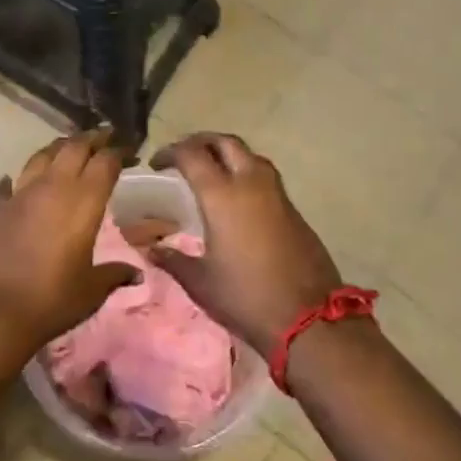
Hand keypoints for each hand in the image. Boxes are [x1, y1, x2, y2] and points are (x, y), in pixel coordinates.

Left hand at [0, 130, 137, 349]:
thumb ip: (114, 275)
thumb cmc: (52, 299)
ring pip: (41, 155)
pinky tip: (16, 182)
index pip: (106, 162)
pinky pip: (8, 183)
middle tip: (104, 136)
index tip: (130, 151)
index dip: (120, 151)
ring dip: (58, 148)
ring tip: (67, 148)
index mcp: (83, 201)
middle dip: (92, 138)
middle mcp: (53, 187)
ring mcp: (20, 193)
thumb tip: (136, 274)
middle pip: (74, 147)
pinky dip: (17, 179)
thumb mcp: (91, 290)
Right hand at [151, 132, 342, 354]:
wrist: (310, 318)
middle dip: (201, 142)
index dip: (170, 152)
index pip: (191, 154)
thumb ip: (174, 260)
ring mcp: (276, 194)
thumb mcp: (201, 282)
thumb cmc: (246, 297)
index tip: (156, 164)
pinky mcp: (293, 210)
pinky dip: (245, 173)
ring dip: (226, 153)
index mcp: (222, 195)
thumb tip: (151, 249)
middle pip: (225, 142)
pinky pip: (264, 176)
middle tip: (182, 156)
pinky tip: (236, 196)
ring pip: (249, 155)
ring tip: (210, 170)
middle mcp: (250, 184)